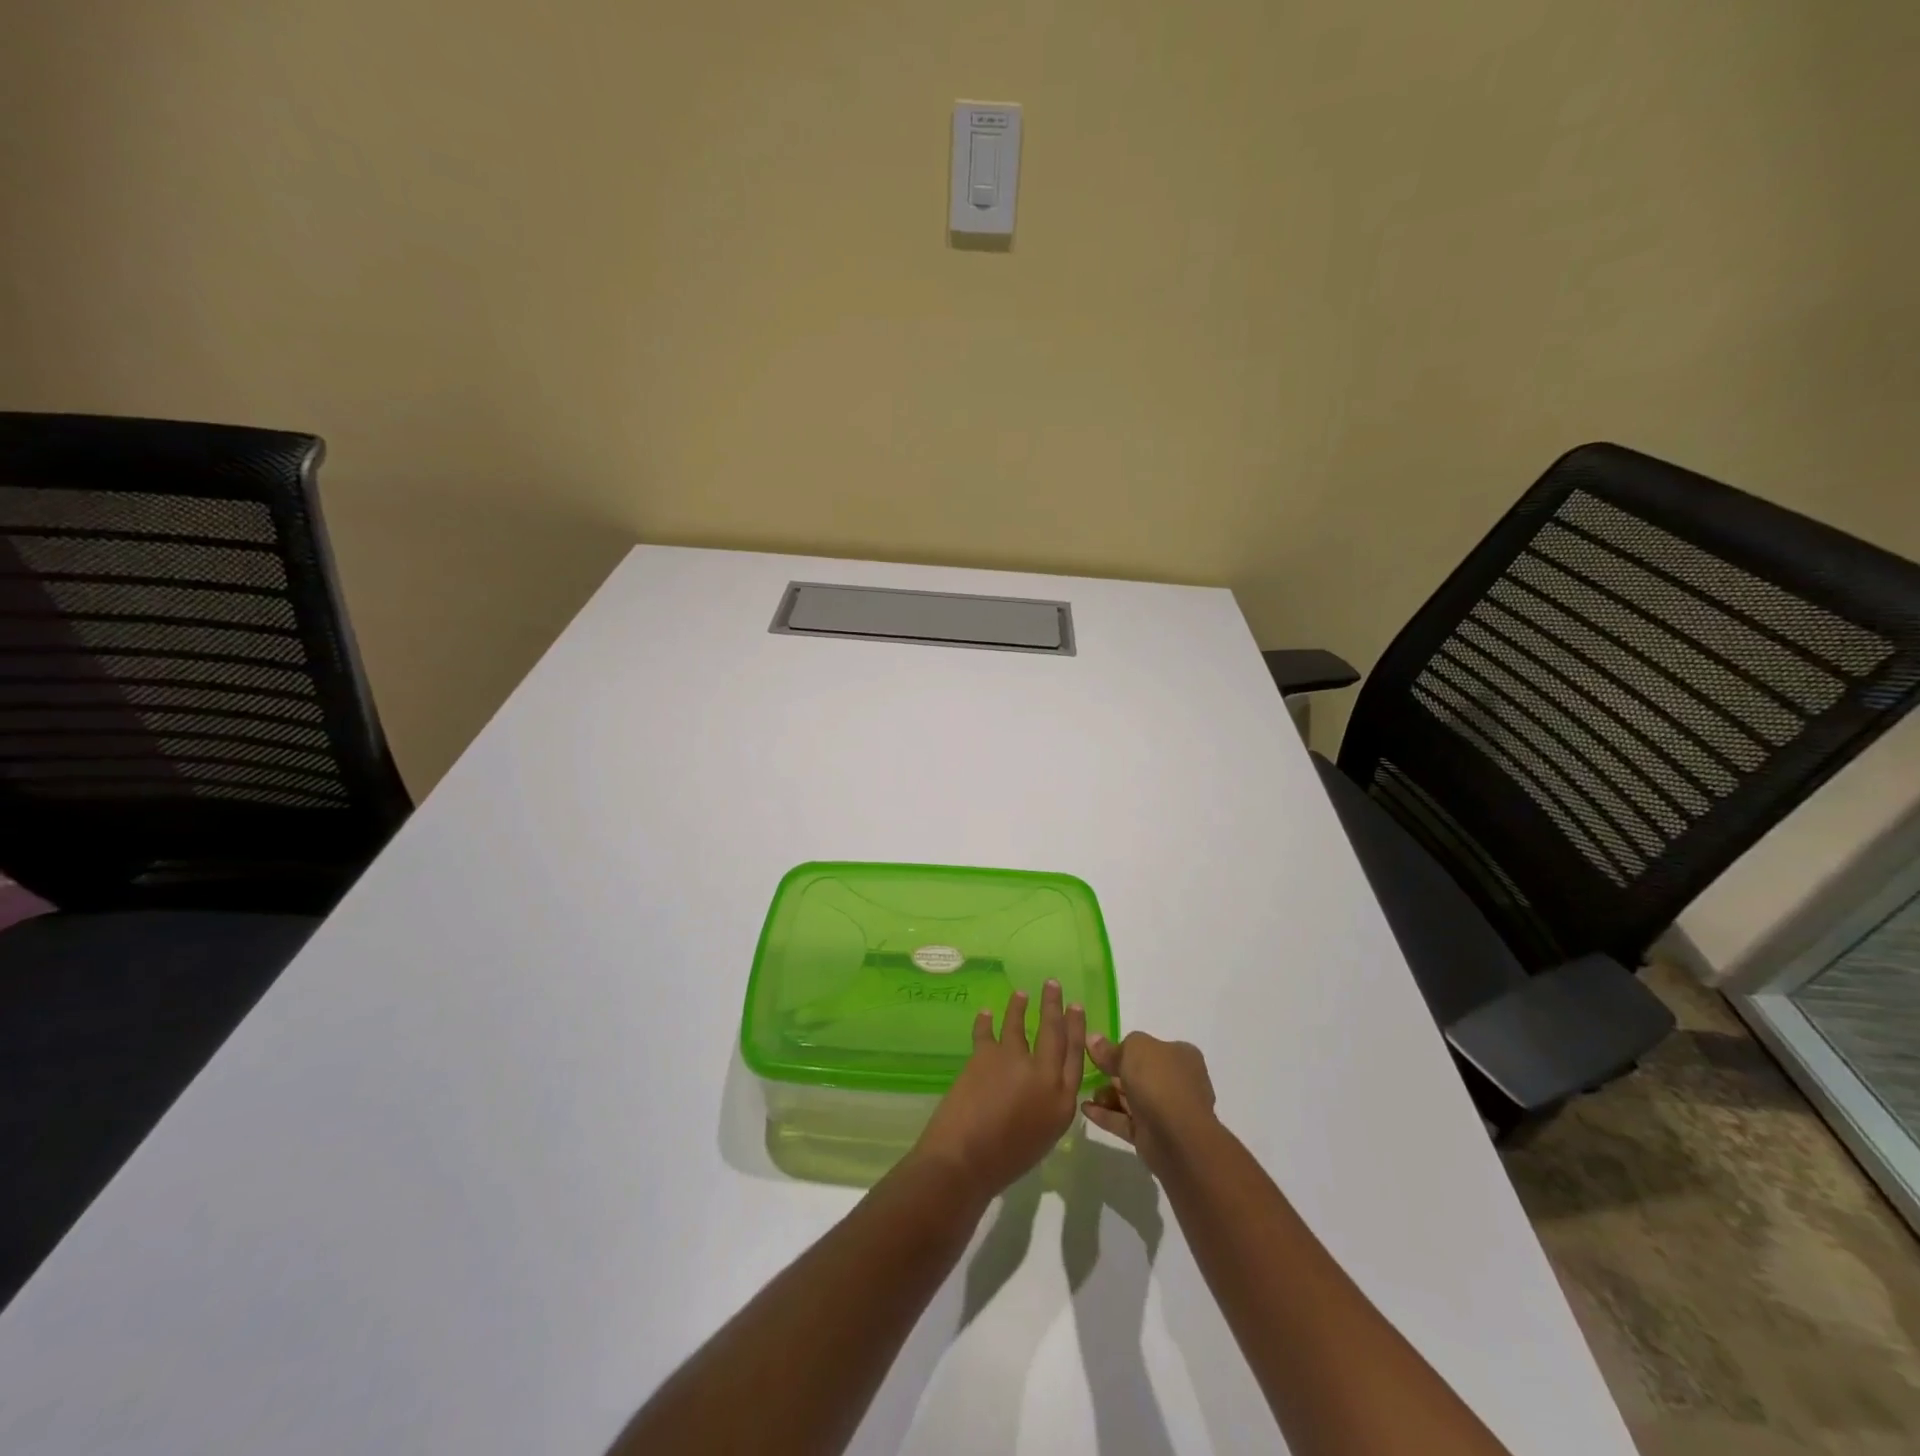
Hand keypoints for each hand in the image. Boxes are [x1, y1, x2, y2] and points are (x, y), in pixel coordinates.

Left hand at [909, 980, 1086, 1203]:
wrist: (965, 1161)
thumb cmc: (1006, 1161)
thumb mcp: (1043, 1136)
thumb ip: (1049, 1104)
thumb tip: (1043, 1083)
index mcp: (1062, 1101)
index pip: (1075, 1057)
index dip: (1076, 1030)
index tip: (1076, 1008)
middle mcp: (1043, 1075)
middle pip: (1053, 1032)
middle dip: (1054, 1006)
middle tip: (1053, 985)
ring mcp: (1014, 1061)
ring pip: (1020, 1024)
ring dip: (1019, 1007)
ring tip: (1020, 994)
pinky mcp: (985, 1055)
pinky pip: (986, 1031)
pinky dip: (985, 1021)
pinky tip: (985, 1014)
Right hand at [1082, 1031, 1217, 1175]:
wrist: (1177, 1138)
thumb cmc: (1159, 1081)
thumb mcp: (1133, 1049)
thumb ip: (1112, 1047)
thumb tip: (1093, 1040)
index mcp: (1181, 1056)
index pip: (1150, 1048)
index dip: (1126, 1048)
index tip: (1101, 1051)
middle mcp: (1177, 1082)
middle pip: (1140, 1073)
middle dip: (1113, 1073)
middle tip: (1090, 1071)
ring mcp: (1167, 1111)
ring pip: (1132, 1099)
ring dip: (1108, 1095)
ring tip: (1087, 1092)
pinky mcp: (1153, 1136)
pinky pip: (1126, 1121)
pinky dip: (1107, 1114)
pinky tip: (1085, 1109)